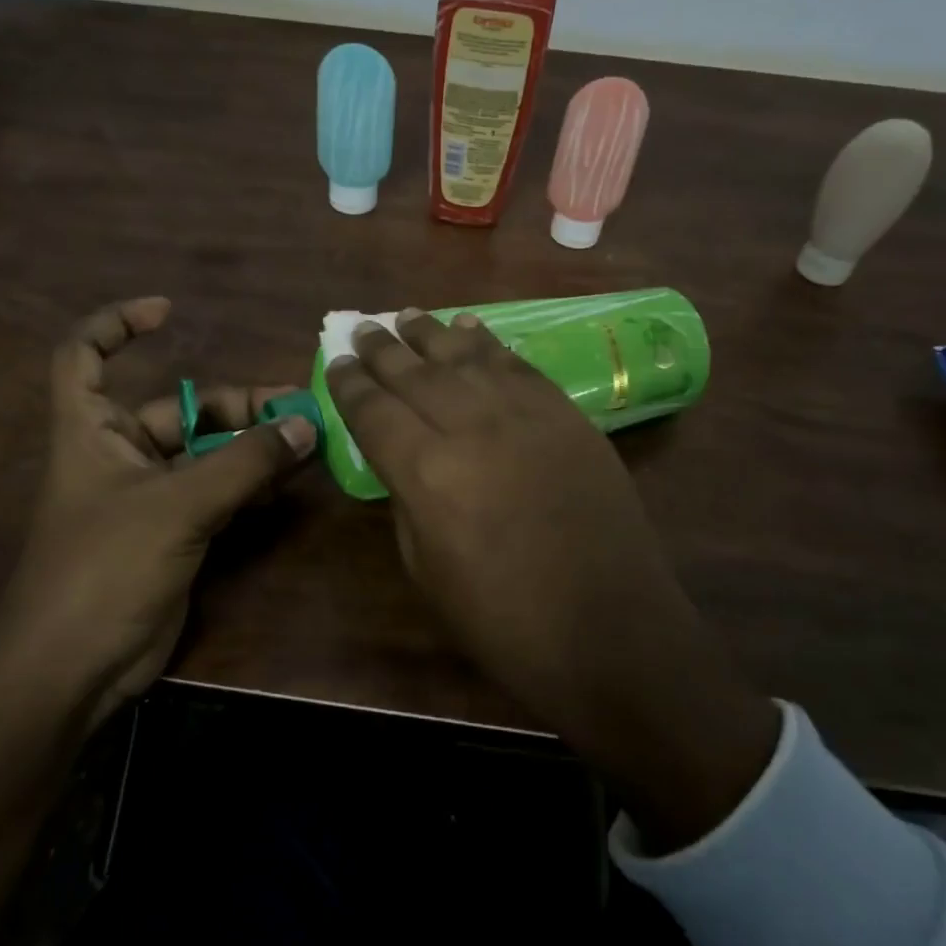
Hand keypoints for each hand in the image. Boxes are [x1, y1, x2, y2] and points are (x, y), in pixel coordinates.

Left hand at [0, 296, 316, 726]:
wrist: (74, 669)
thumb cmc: (105, 569)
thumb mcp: (177, 506)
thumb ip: (244, 463)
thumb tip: (305, 423)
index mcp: (92, 432)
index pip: (84, 356)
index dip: (116, 325)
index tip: (168, 311)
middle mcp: (119, 456)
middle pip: (180, 408)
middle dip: (236, 406)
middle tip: (296, 407)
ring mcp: (148, 498)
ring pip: (207, 454)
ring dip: (252, 446)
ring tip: (306, 440)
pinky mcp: (173, 534)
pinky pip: (217, 494)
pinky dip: (250, 484)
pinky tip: (287, 481)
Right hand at [325, 309, 777, 847]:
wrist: (609, 630)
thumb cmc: (504, 619)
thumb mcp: (426, 570)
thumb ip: (407, 499)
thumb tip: (402, 458)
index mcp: (426, 472)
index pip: (373, 410)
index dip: (350, 384)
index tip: (337, 362)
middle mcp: (471, 426)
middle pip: (415, 372)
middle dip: (382, 348)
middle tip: (363, 329)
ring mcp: (525, 414)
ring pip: (466, 356)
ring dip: (431, 333)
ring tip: (408, 316)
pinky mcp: (566, 415)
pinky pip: (517, 365)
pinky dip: (488, 344)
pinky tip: (471, 329)